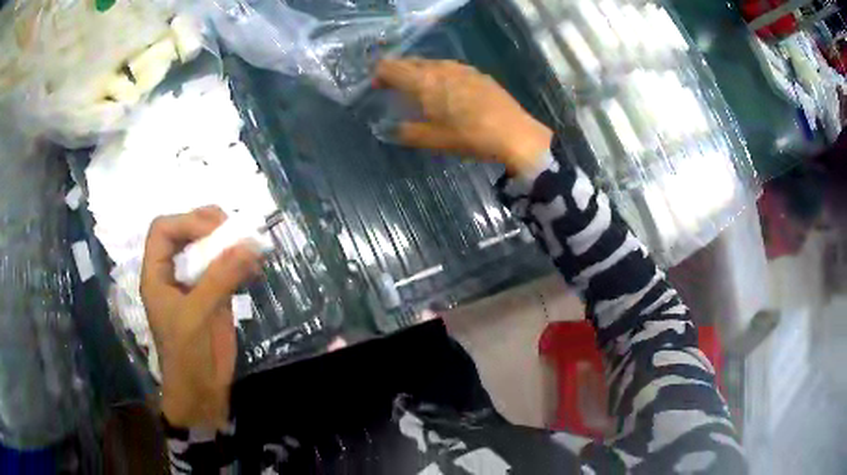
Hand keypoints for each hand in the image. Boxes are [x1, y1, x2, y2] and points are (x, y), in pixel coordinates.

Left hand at [140, 206, 261, 428]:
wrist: (201, 391)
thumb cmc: (186, 355)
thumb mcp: (197, 315)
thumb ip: (219, 278)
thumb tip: (249, 245)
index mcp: (157, 274)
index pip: (163, 230)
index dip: (186, 222)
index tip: (215, 231)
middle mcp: (173, 272)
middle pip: (186, 231)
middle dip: (210, 225)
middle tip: (235, 231)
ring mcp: (195, 283)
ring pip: (208, 248)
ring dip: (229, 243)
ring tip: (251, 245)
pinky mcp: (215, 296)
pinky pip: (227, 269)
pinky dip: (242, 263)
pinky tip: (256, 268)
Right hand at [375, 58, 552, 174]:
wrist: (514, 134)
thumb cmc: (469, 137)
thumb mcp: (433, 140)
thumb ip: (406, 132)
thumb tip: (390, 129)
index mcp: (423, 81)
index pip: (391, 67)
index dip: (379, 74)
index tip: (376, 87)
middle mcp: (440, 68)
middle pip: (410, 62)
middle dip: (397, 72)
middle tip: (392, 87)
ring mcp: (461, 68)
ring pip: (431, 63)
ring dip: (418, 72)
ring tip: (418, 88)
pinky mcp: (477, 73)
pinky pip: (449, 68)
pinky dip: (438, 74)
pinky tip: (445, 89)